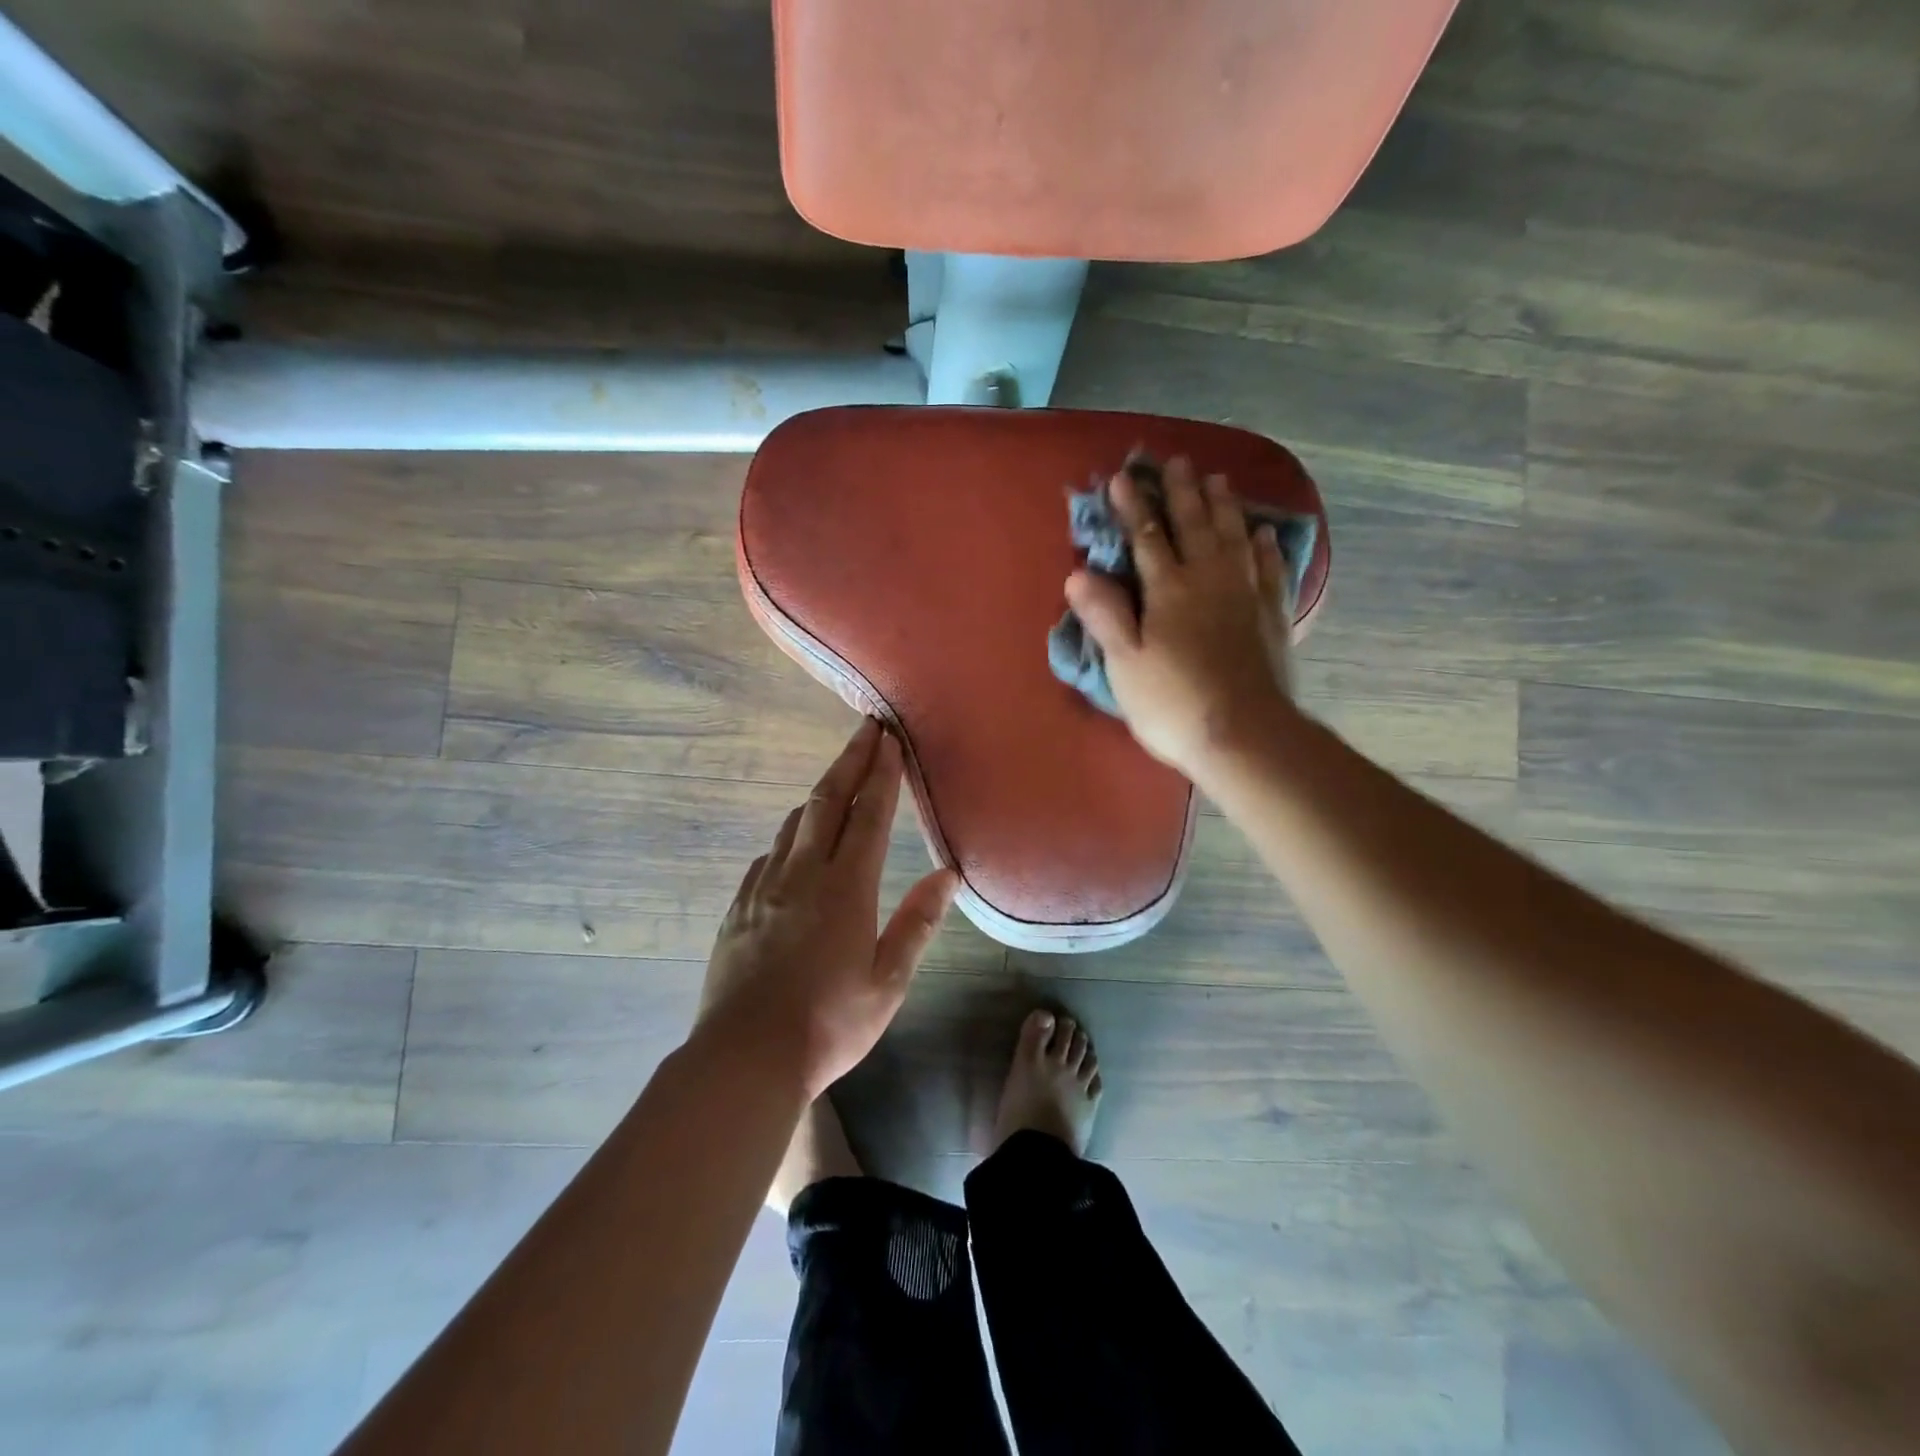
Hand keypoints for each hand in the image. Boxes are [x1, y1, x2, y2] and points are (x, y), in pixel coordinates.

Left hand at [697, 719, 959, 1096]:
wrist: (745, 1057)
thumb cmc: (829, 1023)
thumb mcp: (888, 981)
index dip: (882, 774)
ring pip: (794, 824)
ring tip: (837, 780)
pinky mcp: (738, 907)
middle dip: (849, 761)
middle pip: (828, 802)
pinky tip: (792, 845)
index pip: (869, 816)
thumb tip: (947, 874)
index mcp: (846, 888)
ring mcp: (764, 887)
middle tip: (865, 729)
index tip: (889, 740)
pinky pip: (767, 856)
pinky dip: (788, 837)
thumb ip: (917, 923)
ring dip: (820, 795)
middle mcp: (802, 874)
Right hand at [1064, 456, 1296, 778]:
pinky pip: (1269, 568)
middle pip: (1195, 525)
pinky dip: (1264, 546)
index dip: (1133, 507)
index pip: (1147, 537)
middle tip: (1176, 461)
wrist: (1243, 734)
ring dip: (1223, 506)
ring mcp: (1245, 595)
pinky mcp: (1271, 616)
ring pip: (1234, 537)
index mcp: (1169, 589)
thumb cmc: (1172, 702)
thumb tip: (1078, 573)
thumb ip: (1104, 615)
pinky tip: (1263, 533)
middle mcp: (1209, 579)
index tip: (1121, 477)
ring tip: (1218, 479)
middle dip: (1181, 491)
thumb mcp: (1124, 663)